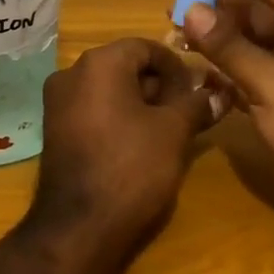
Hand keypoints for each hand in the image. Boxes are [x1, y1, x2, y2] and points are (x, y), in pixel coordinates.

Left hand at [34, 39, 216, 244]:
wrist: (79, 227)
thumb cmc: (132, 167)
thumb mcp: (174, 132)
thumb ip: (197, 105)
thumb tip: (219, 94)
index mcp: (99, 63)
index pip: (145, 47)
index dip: (177, 66)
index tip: (197, 91)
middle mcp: (71, 72)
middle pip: (125, 65)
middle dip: (159, 85)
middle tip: (186, 112)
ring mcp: (57, 102)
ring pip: (108, 88)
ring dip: (140, 102)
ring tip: (167, 130)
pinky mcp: (54, 129)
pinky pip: (92, 108)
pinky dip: (117, 116)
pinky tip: (138, 143)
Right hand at [180, 0, 273, 219]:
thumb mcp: (270, 84)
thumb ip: (229, 46)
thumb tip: (190, 10)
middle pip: (251, 6)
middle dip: (213, 6)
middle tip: (172, 15)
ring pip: (244, 37)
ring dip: (212, 36)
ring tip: (176, 41)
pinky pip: (243, 66)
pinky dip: (220, 66)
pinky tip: (196, 74)